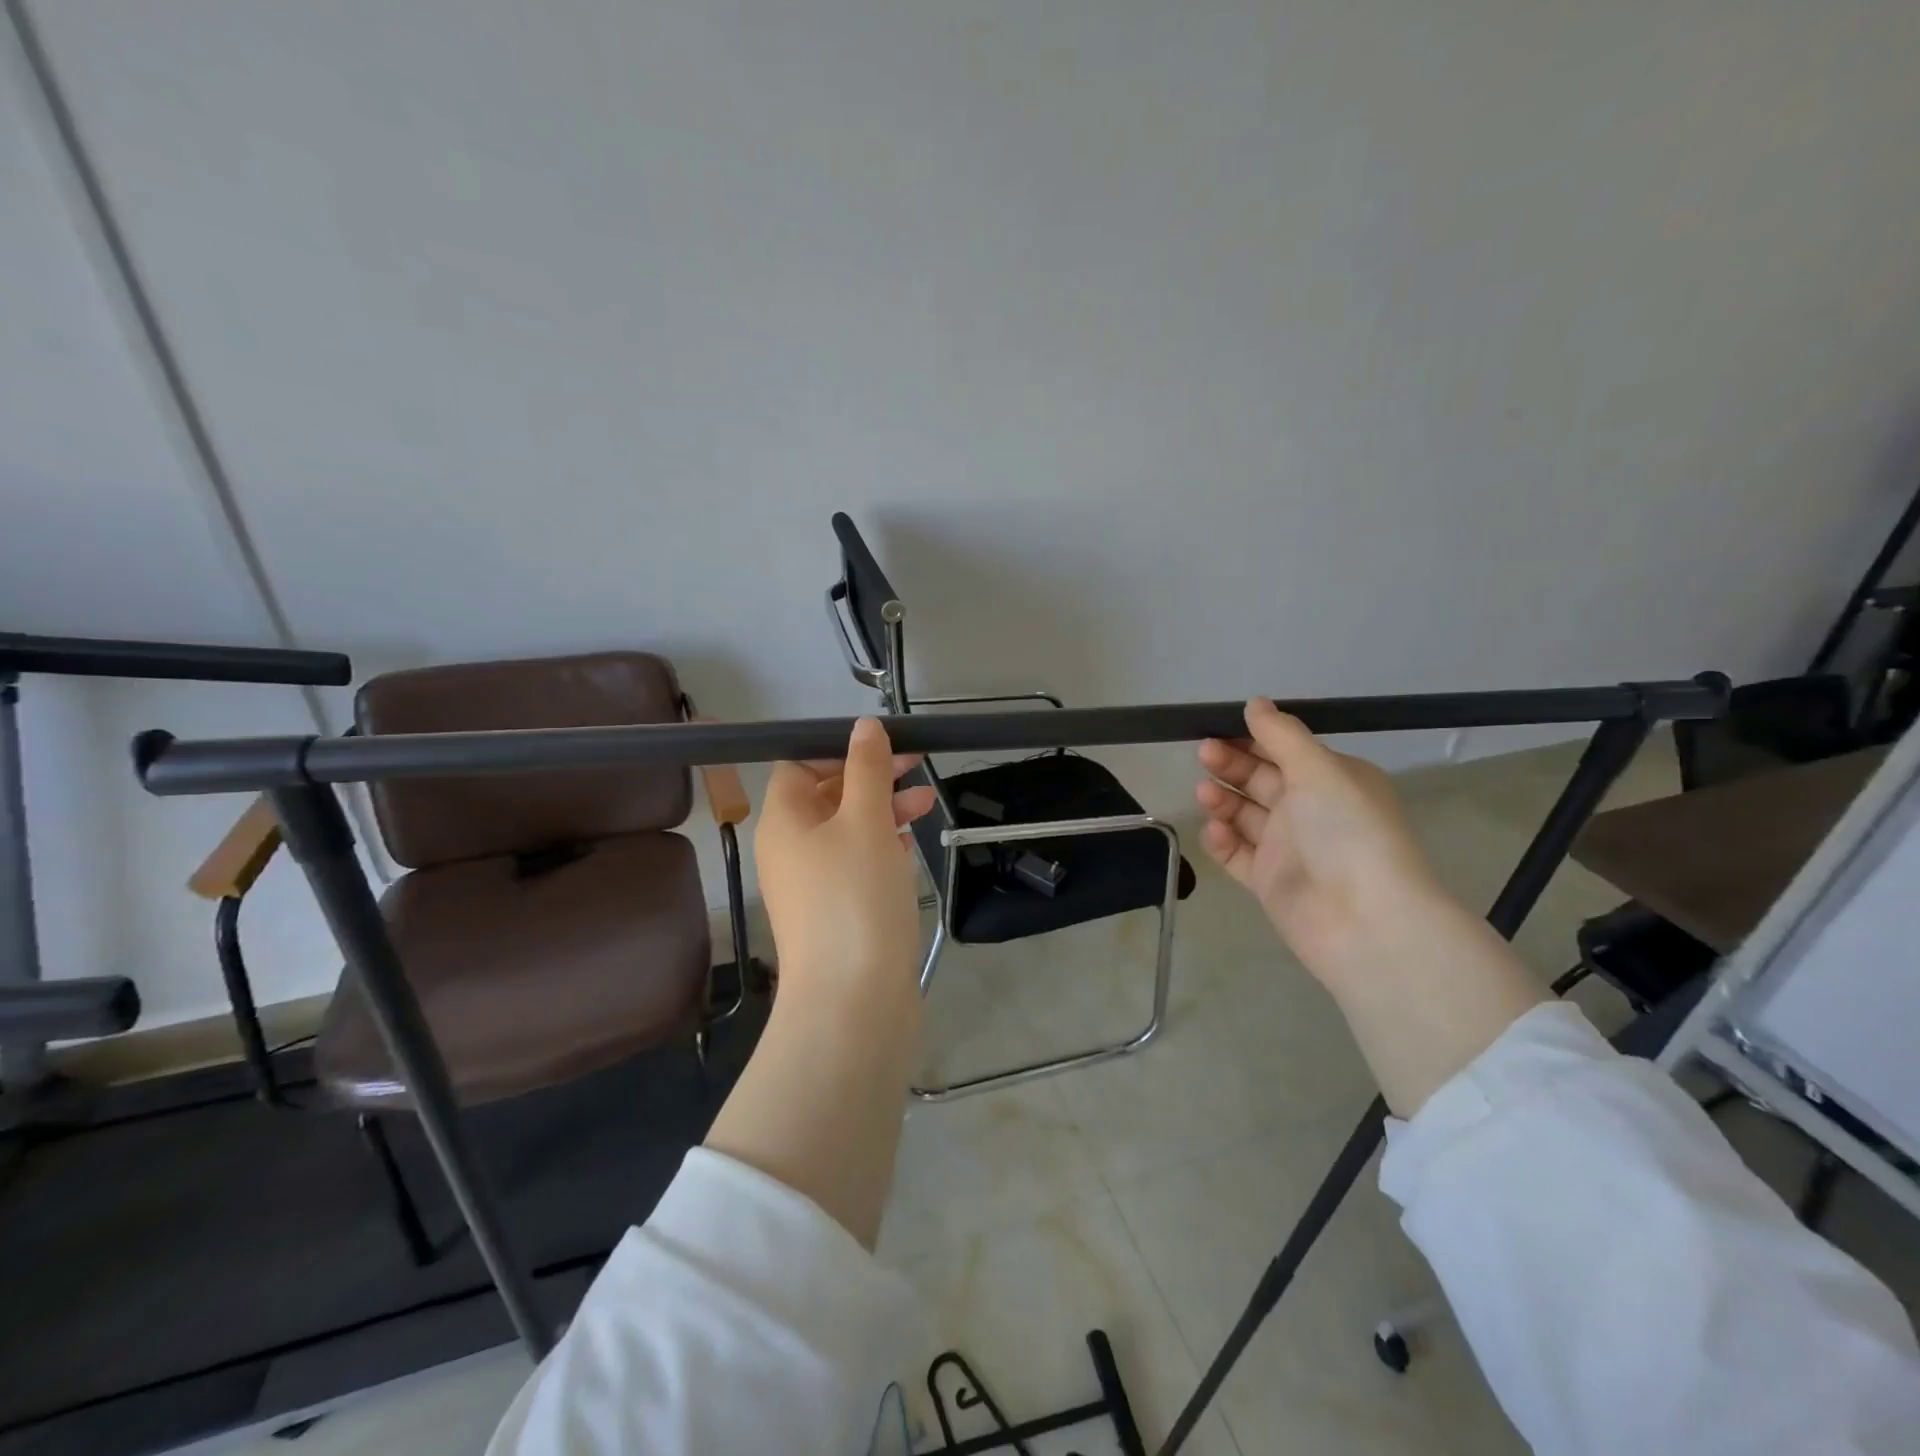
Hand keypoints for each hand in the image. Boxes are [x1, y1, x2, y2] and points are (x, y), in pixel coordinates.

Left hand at [756, 718, 938, 1002]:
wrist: (853, 1002)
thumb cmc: (855, 898)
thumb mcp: (865, 821)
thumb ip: (867, 769)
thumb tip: (864, 725)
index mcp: (783, 820)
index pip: (799, 765)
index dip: (838, 750)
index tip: (884, 748)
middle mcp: (790, 850)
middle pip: (826, 796)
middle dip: (871, 778)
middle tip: (918, 767)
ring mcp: (812, 886)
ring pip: (846, 831)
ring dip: (883, 810)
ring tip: (926, 804)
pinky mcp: (837, 914)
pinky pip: (855, 865)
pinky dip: (881, 848)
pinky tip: (909, 845)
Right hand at [1196, 699, 1450, 989]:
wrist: (1363, 920)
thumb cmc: (1346, 831)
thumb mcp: (1318, 769)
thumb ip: (1282, 735)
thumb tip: (1255, 703)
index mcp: (1333, 780)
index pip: (1286, 750)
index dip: (1253, 737)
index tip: (1219, 725)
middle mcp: (1311, 812)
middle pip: (1262, 780)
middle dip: (1232, 765)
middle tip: (1204, 754)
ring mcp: (1289, 849)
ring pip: (1246, 816)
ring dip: (1223, 800)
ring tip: (1203, 793)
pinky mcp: (1270, 882)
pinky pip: (1238, 855)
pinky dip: (1222, 840)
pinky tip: (1213, 830)